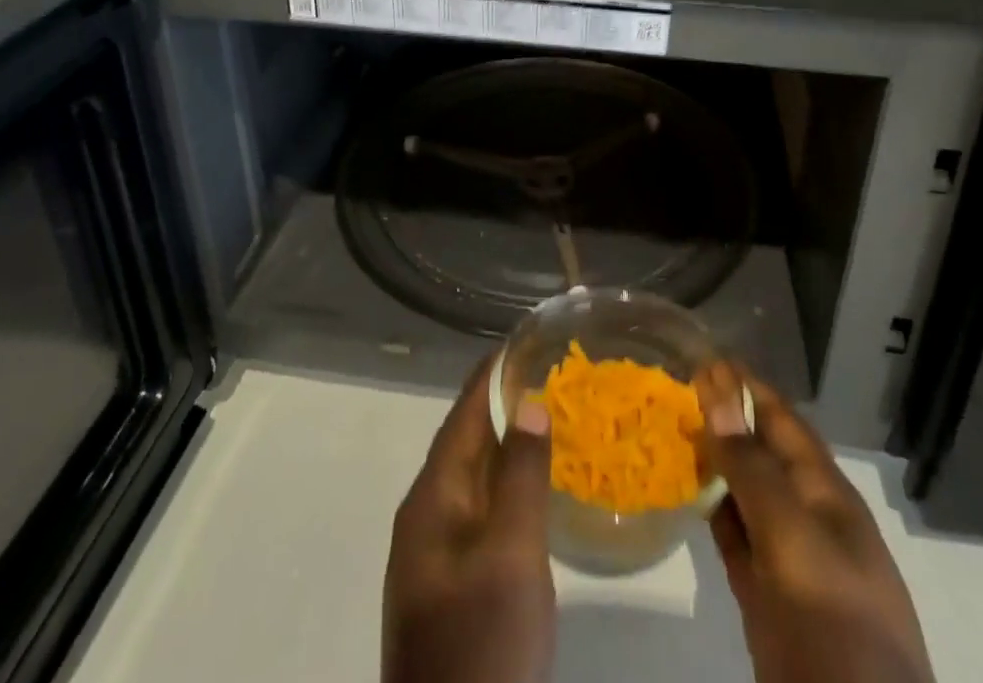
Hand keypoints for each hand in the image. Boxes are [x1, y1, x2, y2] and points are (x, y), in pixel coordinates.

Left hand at [383, 359, 555, 682]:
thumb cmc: (482, 643)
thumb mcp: (511, 556)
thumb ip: (521, 475)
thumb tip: (529, 400)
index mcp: (432, 498)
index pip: (464, 414)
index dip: (493, 374)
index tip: (527, 339)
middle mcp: (428, 515)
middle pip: (468, 441)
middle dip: (506, 403)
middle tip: (553, 374)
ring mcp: (438, 553)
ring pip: (477, 477)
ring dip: (511, 444)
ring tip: (555, 416)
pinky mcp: (454, 582)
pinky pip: (484, 511)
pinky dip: (511, 484)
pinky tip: (541, 487)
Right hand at [698, 366, 934, 682]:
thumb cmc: (834, 623)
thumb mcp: (793, 538)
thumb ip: (751, 468)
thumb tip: (716, 391)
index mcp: (825, 494)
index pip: (781, 420)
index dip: (745, 386)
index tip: (702, 355)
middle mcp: (806, 517)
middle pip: (761, 452)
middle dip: (724, 417)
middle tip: (672, 386)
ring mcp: (786, 559)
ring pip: (743, 493)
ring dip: (712, 460)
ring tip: (668, 426)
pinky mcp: (764, 597)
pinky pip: (734, 537)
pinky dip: (710, 510)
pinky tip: (682, 490)